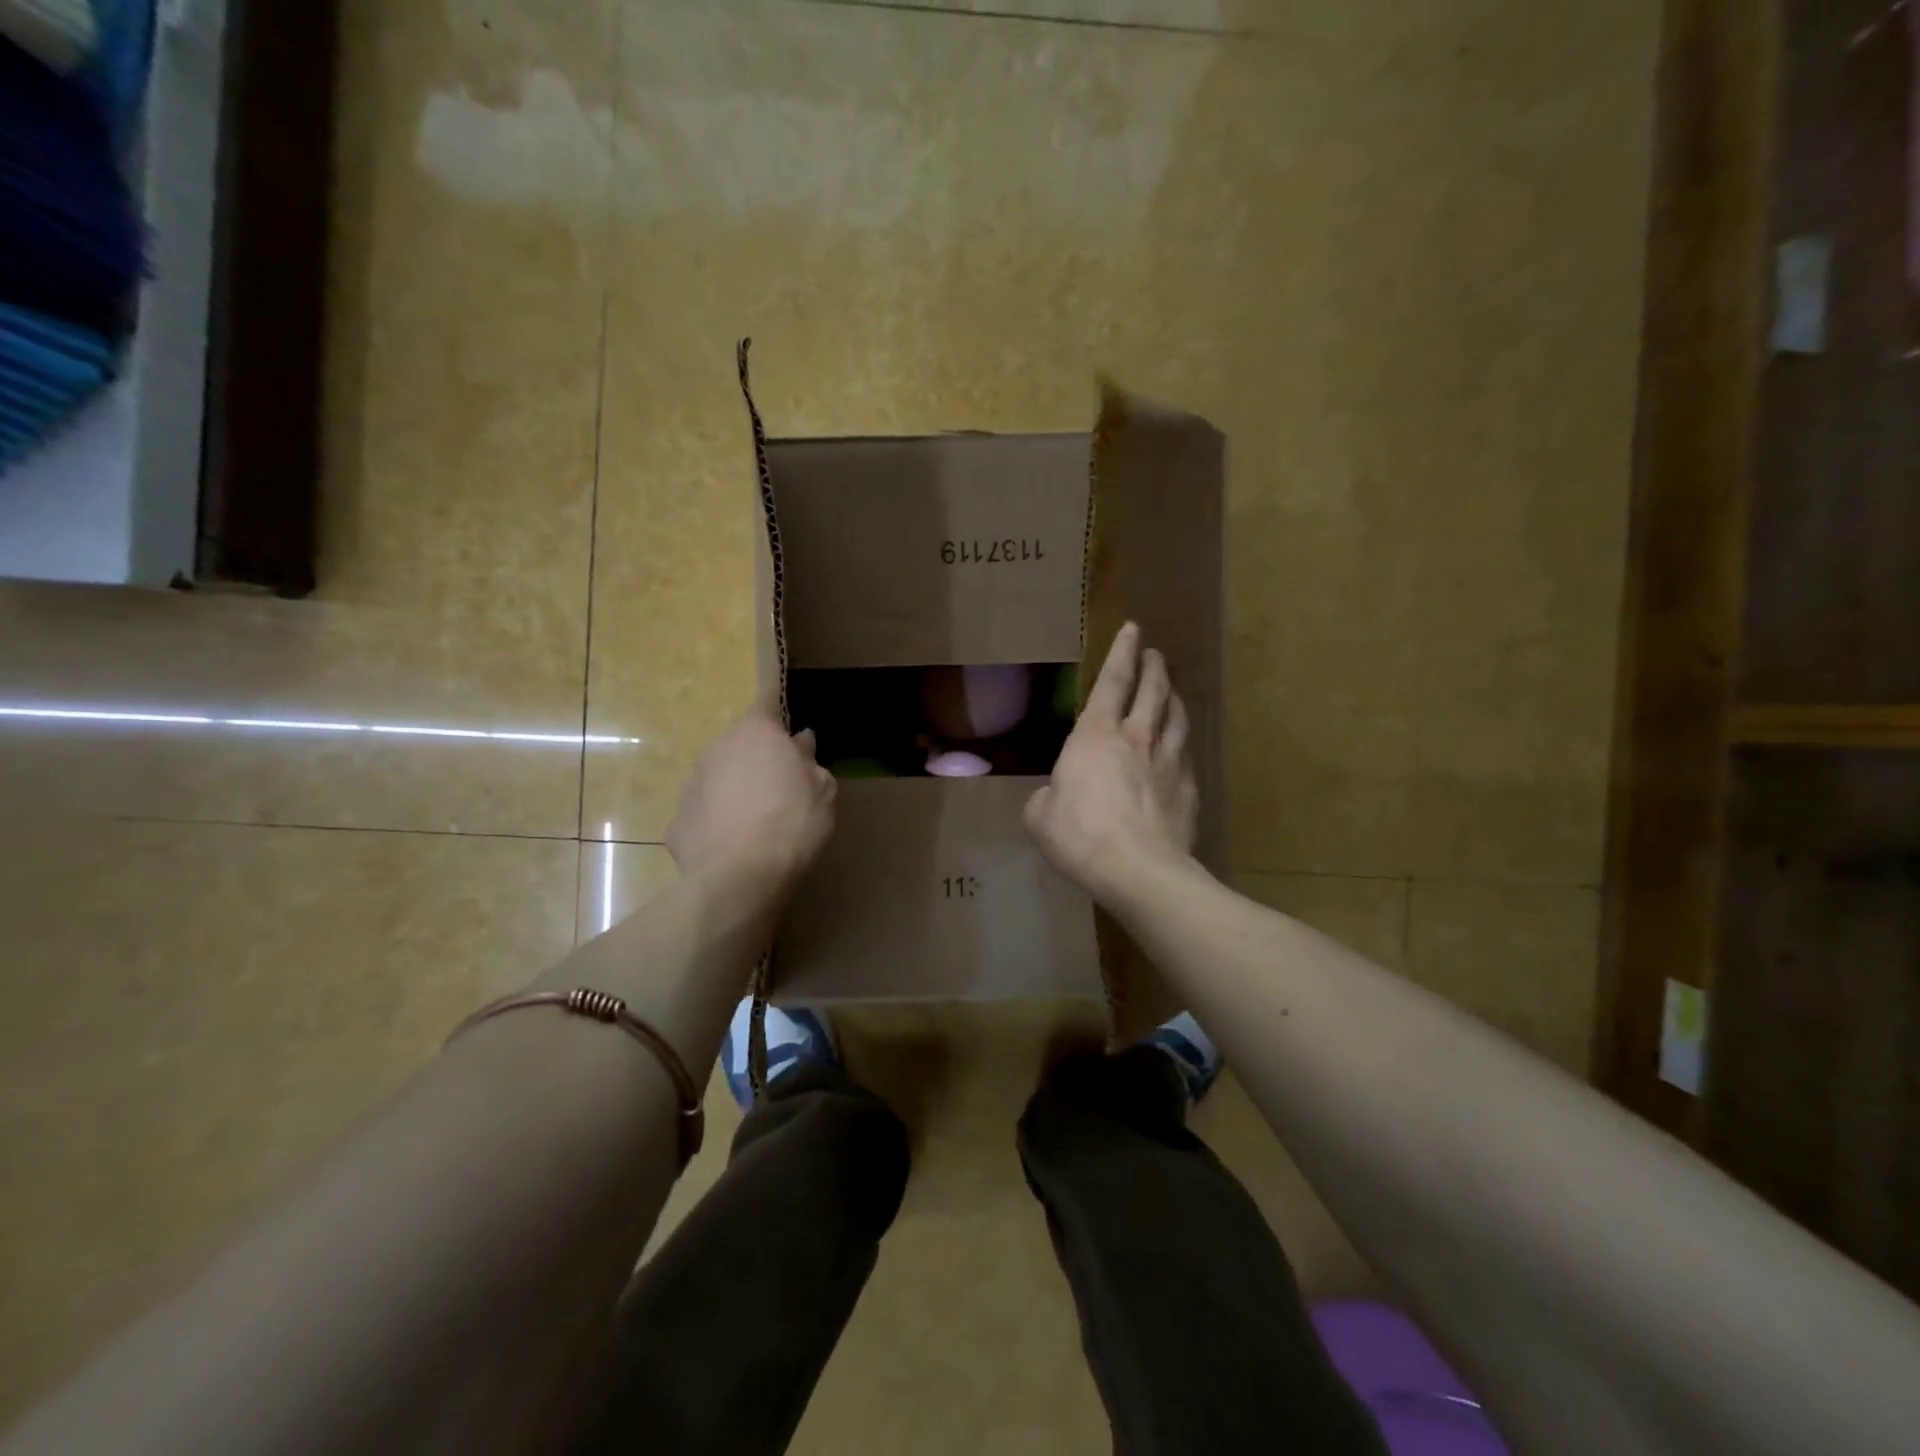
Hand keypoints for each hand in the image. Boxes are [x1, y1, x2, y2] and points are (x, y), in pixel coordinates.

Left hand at [667, 702, 836, 898]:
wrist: (739, 876)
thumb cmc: (792, 822)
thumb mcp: (822, 791)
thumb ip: (809, 761)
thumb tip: (799, 741)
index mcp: (756, 733)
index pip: (765, 703)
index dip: (775, 709)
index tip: (783, 717)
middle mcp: (717, 748)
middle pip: (740, 744)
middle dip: (756, 758)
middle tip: (779, 785)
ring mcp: (692, 784)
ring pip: (718, 777)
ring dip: (734, 789)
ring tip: (755, 820)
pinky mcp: (677, 821)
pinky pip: (704, 813)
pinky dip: (717, 822)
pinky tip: (733, 845)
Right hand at [1025, 622, 1198, 905]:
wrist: (1138, 869)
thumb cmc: (1079, 834)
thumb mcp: (1040, 816)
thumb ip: (1046, 797)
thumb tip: (1052, 796)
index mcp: (1095, 735)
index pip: (1112, 680)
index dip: (1120, 652)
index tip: (1132, 628)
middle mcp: (1137, 738)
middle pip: (1152, 690)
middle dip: (1154, 667)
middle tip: (1155, 653)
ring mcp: (1168, 762)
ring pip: (1177, 717)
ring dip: (1174, 698)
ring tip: (1172, 691)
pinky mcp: (1189, 789)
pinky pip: (1187, 755)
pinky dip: (1182, 743)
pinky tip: (1181, 748)